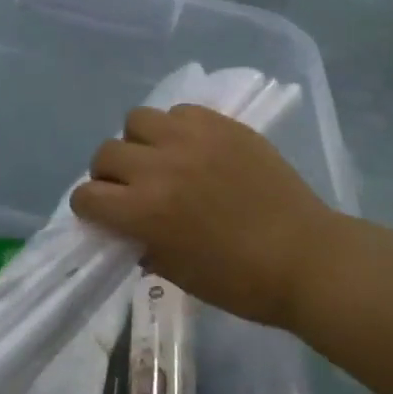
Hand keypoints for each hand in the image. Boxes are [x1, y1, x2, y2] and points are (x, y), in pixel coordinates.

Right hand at [71, 105, 340, 330]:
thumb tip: (126, 228)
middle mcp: (160, 166)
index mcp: (145, 211)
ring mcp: (192, 139)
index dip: (89, 207)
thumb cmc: (240, 281)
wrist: (306, 257)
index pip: (87, 195)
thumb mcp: (176, 273)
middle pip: (105, 153)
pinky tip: (193, 148)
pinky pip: (179, 111)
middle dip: (109, 174)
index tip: (103, 214)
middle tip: (131, 189)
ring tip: (161, 159)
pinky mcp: (222, 125)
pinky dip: (175, 128)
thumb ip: (142, 244)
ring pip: (137, 120)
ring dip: (139, 142)